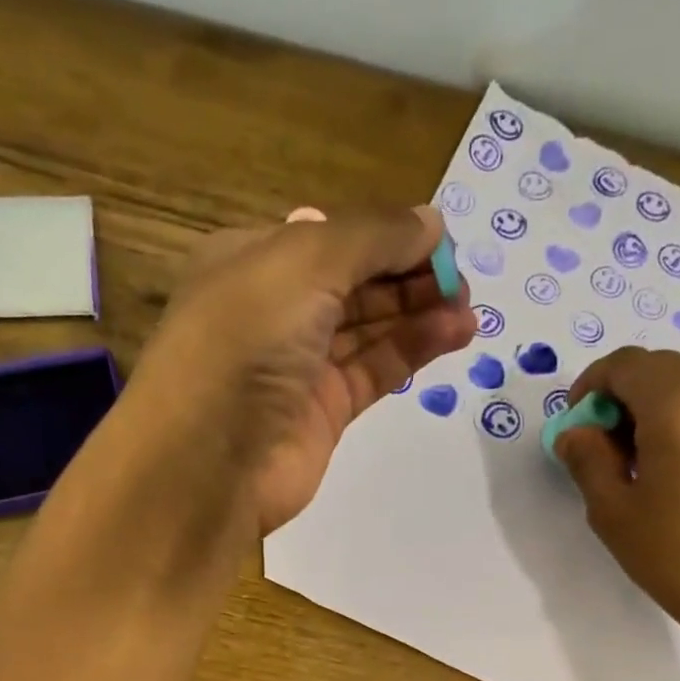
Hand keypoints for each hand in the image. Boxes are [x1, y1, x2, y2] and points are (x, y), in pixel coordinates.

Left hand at [123, 206, 475, 535]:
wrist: (211, 458)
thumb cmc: (246, 339)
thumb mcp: (306, 261)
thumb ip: (374, 237)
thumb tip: (432, 222)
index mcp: (255, 261)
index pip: (332, 239)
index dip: (387, 237)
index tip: (441, 241)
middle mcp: (276, 311)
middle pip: (355, 284)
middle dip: (408, 276)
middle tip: (460, 282)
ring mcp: (300, 367)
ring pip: (369, 329)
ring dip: (419, 314)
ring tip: (468, 310)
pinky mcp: (324, 414)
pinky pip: (374, 371)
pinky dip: (411, 351)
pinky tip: (451, 335)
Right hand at [554, 348, 679, 634]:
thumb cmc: (674, 552)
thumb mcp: (612, 511)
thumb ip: (586, 459)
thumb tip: (576, 432)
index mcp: (677, 404)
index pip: (625, 364)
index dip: (591, 385)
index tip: (577, 422)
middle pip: (659, 368)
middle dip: (623, 395)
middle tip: (603, 444)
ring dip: (654, 406)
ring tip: (639, 460)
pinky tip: (675, 466)